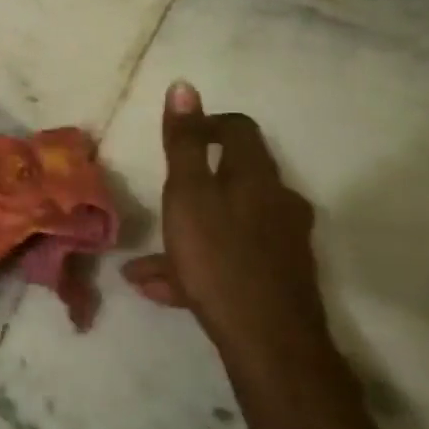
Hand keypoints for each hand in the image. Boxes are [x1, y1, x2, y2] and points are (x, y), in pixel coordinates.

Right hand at [122, 82, 327, 358]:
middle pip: (234, 179)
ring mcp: (283, 243)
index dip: (207, 125)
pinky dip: (198, 266)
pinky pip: (231, 260)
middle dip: (193, 188)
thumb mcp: (188, 194)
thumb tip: (184, 86)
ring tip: (144, 264)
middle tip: (162, 202)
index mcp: (257, 177)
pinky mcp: (280, 279)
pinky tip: (160, 290)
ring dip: (188, 235)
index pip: (238, 130)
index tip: (178, 137)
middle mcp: (278, 203)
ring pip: (227, 226)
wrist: (270, 341)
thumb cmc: (219, 257)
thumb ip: (182, 144)